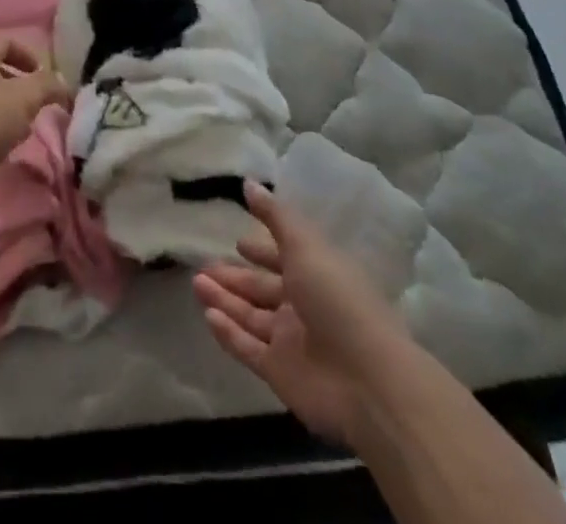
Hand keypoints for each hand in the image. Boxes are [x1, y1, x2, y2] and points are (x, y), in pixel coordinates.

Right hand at [194, 183, 407, 448]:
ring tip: (196, 283)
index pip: (283, 257)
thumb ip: (275, 216)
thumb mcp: (306, 246)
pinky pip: (248, 348)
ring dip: (224, 299)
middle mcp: (303, 306)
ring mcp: (292, 341)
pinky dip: (228, 333)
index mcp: (316, 273)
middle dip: (234, 277)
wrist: (369, 381)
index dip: (261, 250)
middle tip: (203, 265)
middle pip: (261, 289)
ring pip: (250, 316)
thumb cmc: (338, 299)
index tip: (238, 241)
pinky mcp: (280, 373)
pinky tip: (207, 315)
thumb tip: (249, 182)